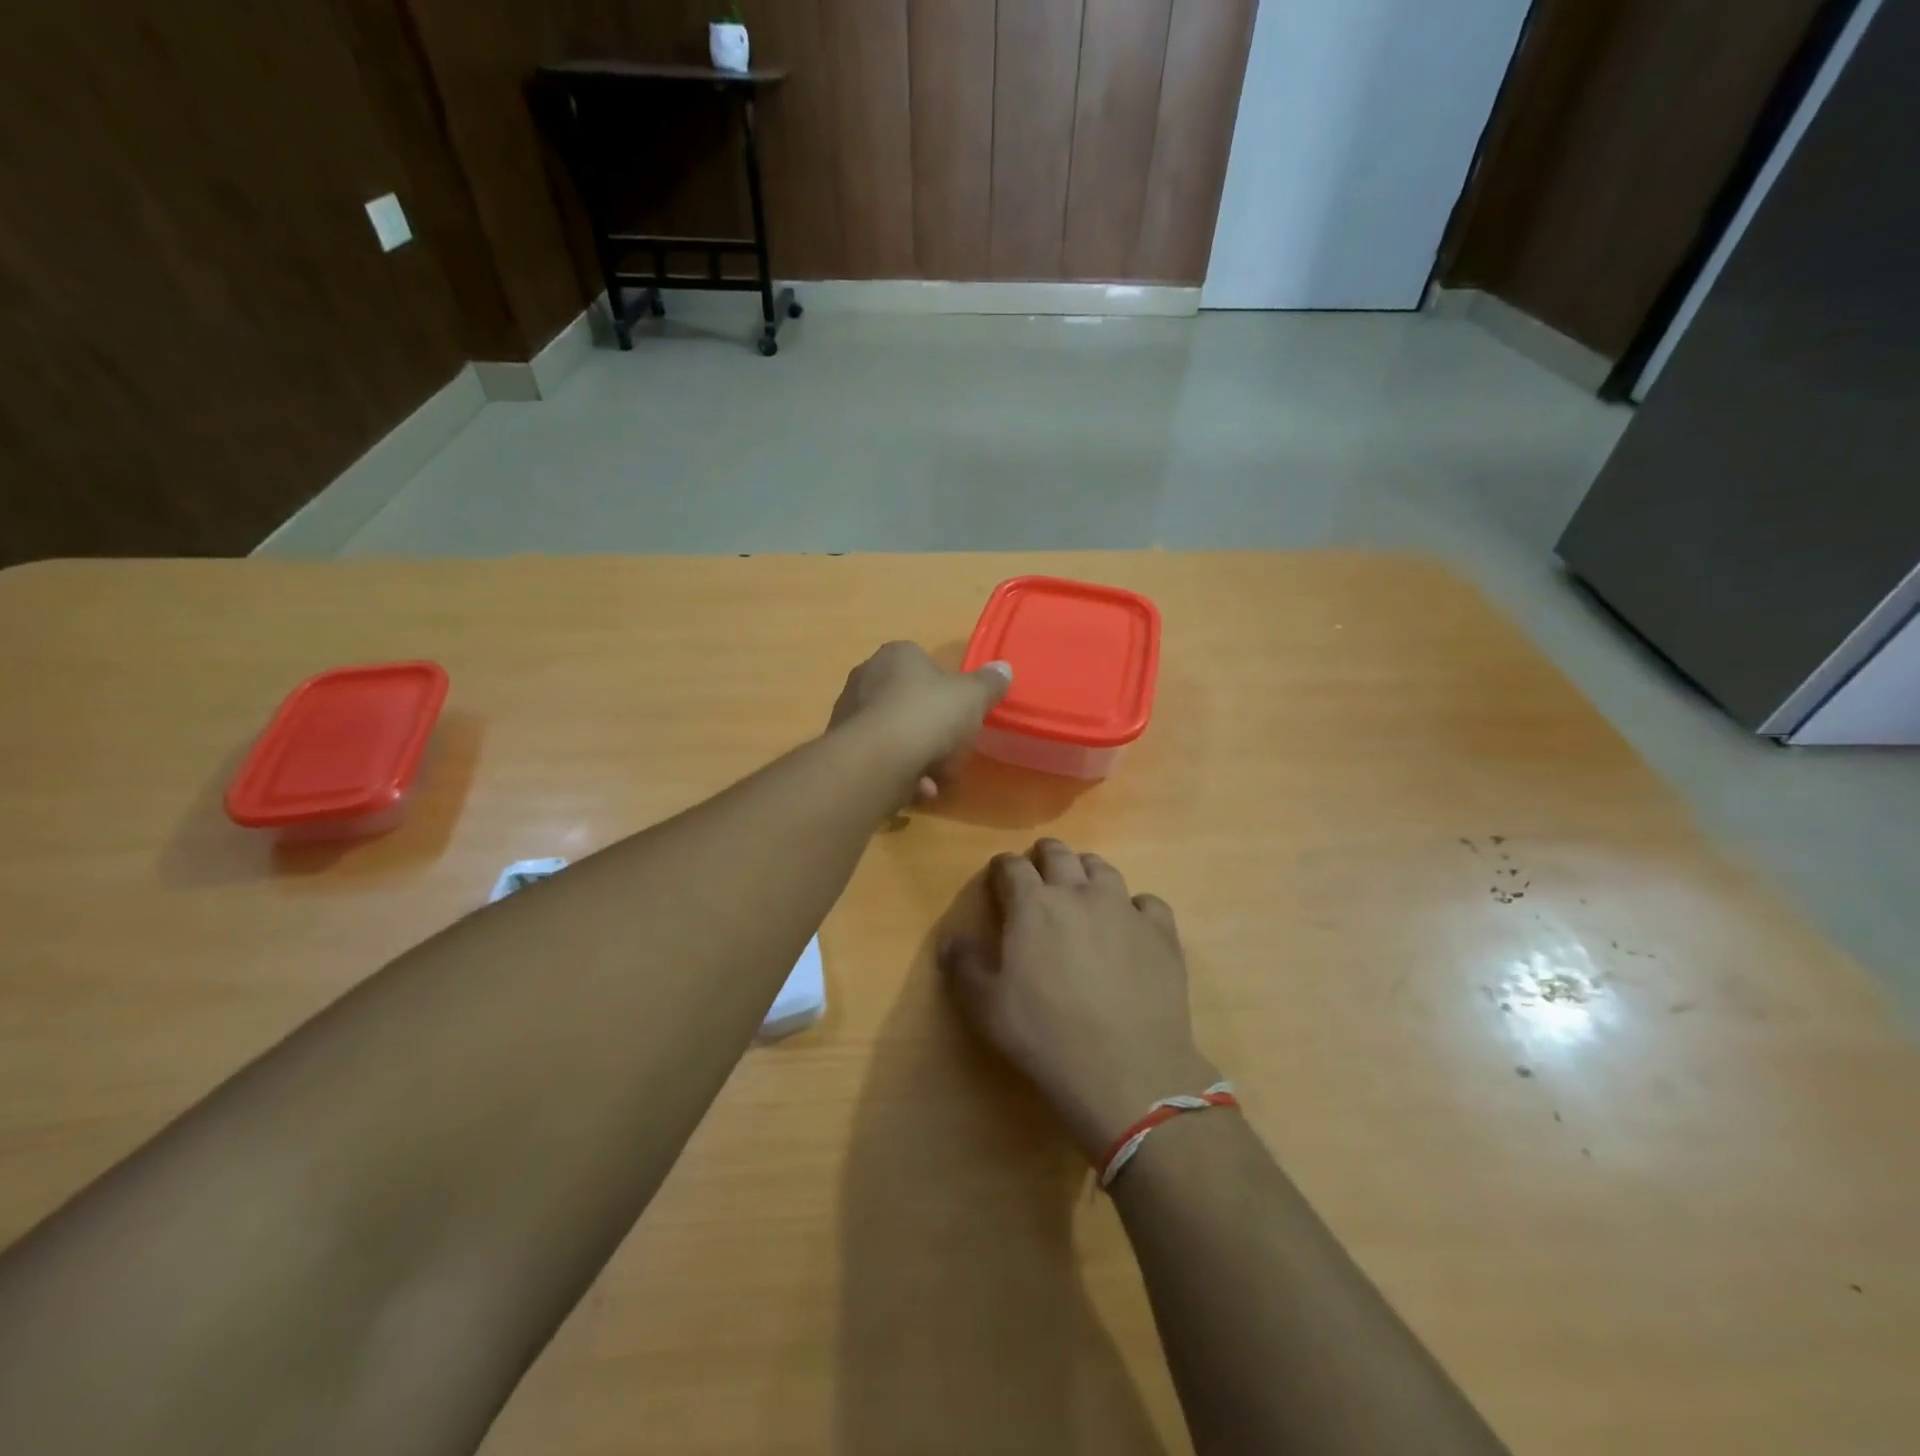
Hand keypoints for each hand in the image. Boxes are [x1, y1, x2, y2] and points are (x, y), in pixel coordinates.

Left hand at [829, 642, 1011, 802]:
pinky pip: (880, 758)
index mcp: (896, 655)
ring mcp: (849, 713)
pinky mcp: (842, 748)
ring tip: (935, 781)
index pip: (925, 665)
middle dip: (934, 732)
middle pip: (911, 704)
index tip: (962, 717)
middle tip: (953, 753)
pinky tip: (916, 791)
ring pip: (896, 735)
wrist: (877, 759)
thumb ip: (989, 683)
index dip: (948, 693)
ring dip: (919, 758)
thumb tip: (1004, 668)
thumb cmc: (928, 715)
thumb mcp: (972, 697)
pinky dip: (900, 774)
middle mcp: (866, 677)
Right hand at [938, 840, 1219, 1163]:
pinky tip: (1131, 923)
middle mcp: (1078, 893)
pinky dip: (1135, 905)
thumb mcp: (985, 1007)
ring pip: (1103, 869)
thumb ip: (962, 966)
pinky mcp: (1161, 932)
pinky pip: (1147, 902)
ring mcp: (1124, 909)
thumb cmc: (1044, 1035)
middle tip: (1039, 866)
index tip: (998, 873)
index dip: (1002, 866)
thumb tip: (950, 939)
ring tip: (1082, 884)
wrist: (1125, 1068)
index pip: (1012, 867)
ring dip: (1086, 870)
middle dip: (1044, 855)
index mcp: (1032, 905)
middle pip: (1059, 854)